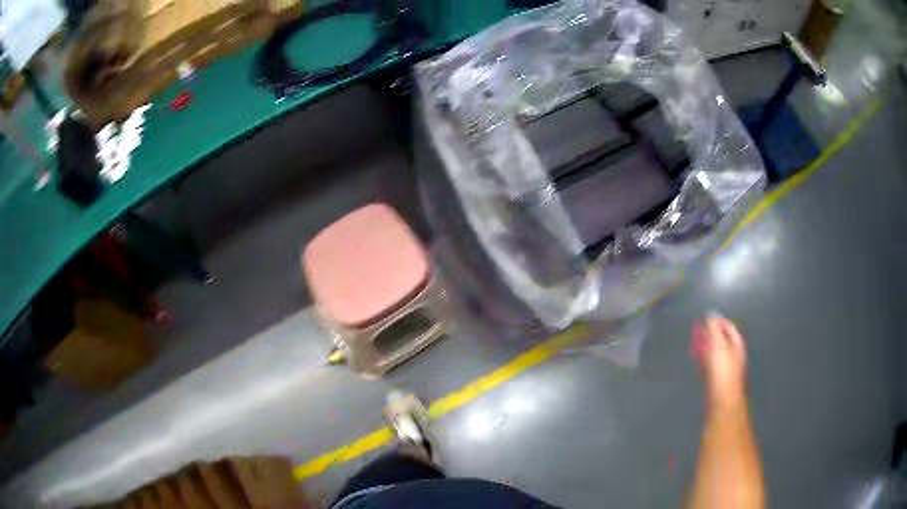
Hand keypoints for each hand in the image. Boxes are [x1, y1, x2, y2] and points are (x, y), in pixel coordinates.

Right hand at [691, 315, 747, 415]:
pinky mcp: (717, 381)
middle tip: (697, 332)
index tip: (704, 319)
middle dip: (710, 335)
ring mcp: (725, 369)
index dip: (717, 321)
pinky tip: (696, 363)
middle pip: (721, 340)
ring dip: (705, 348)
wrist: (722, 403)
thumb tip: (710, 314)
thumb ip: (713, 329)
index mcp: (736, 344)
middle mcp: (733, 354)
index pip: (728, 326)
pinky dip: (703, 362)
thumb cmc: (722, 372)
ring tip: (694, 345)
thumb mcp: (718, 346)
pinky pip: (710, 366)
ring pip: (714, 354)